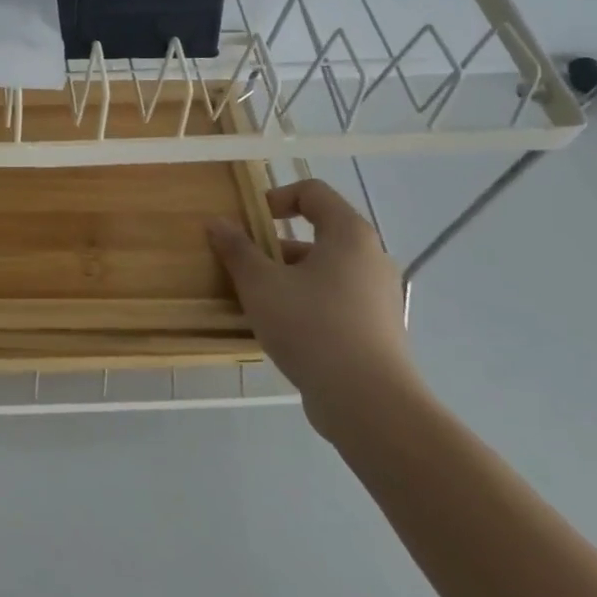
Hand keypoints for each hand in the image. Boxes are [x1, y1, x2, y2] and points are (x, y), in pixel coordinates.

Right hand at [206, 179, 417, 436]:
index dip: (277, 198)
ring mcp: (379, 296)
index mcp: (349, 235)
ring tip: (256, 302)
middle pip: (318, 234)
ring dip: (287, 278)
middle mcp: (371, 258)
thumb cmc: (311, 326)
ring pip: (324, 271)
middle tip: (245, 267)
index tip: (250, 223)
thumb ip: (237, 249)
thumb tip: (217, 223)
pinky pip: (335, 301)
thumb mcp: (260, 283)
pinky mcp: (378, 330)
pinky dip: (307, 304)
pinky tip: (281, 330)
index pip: (313, 192)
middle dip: (275, 246)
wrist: (368, 403)